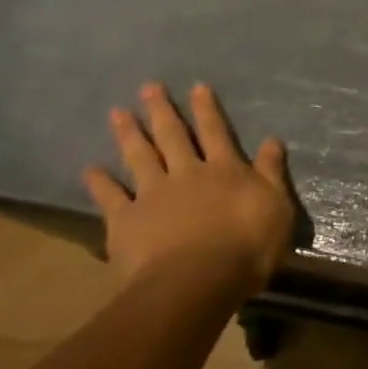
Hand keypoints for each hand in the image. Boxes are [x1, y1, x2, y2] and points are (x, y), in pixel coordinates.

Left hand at [83, 82, 294, 299]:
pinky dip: (100, 182)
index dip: (207, 109)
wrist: (197, 282)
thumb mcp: (276, 206)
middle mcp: (188, 174)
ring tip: (118, 112)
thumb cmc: (247, 246)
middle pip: (173, 136)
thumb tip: (272, 140)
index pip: (216, 132)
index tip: (196, 86)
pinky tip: (90, 169)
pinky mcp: (126, 221)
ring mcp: (154, 195)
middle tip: (148, 87)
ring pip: (141, 157)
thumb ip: (271, 172)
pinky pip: (111, 197)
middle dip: (162, 111)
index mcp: (225, 169)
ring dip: (129, 134)